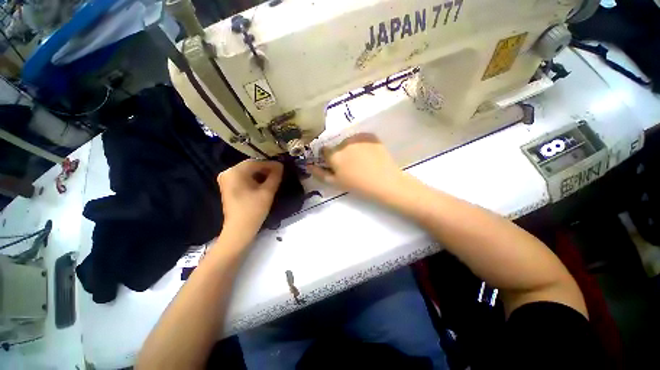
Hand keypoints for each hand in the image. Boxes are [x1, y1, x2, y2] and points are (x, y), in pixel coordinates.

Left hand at [217, 160, 282, 239]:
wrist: (239, 230)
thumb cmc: (254, 210)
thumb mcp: (267, 192)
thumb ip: (275, 176)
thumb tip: (280, 165)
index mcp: (235, 172)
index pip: (255, 162)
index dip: (270, 164)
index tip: (282, 167)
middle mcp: (227, 173)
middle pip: (250, 166)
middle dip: (265, 169)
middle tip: (279, 173)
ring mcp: (226, 180)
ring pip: (247, 172)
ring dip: (261, 174)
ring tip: (274, 178)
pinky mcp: (228, 187)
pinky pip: (243, 178)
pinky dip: (254, 179)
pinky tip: (264, 184)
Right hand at [307, 133, 407, 200]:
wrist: (386, 182)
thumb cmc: (358, 186)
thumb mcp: (336, 183)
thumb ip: (319, 173)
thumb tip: (308, 165)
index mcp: (334, 155)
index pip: (324, 150)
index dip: (328, 157)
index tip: (335, 164)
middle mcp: (344, 143)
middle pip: (337, 146)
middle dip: (340, 154)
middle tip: (351, 166)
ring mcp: (358, 138)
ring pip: (349, 142)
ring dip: (351, 148)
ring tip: (361, 161)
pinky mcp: (371, 136)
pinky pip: (361, 139)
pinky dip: (362, 145)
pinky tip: (369, 154)